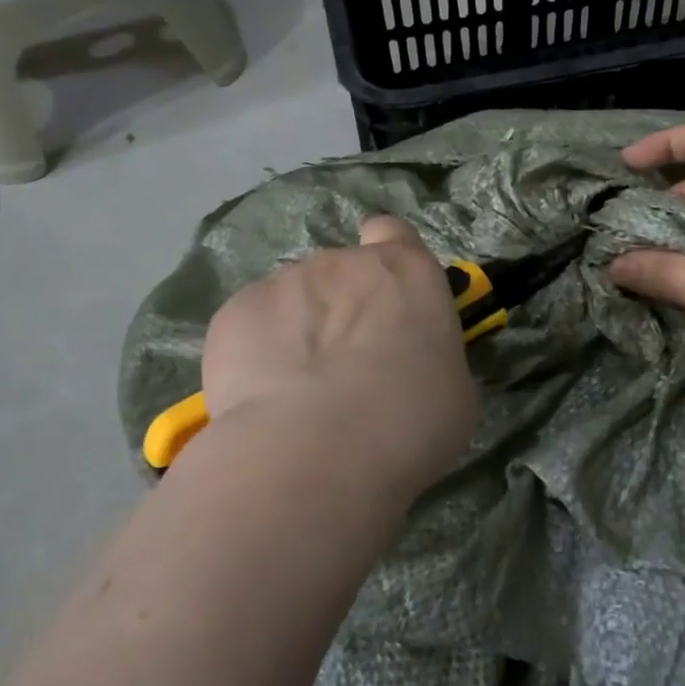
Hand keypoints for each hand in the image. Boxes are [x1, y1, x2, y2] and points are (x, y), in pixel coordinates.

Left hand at [201, 217, 477, 500]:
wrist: (317, 452)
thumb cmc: (409, 422)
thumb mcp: (451, 389)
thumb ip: (426, 354)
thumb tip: (401, 363)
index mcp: (405, 272)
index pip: (394, 233)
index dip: (388, 259)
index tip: (386, 298)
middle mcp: (342, 262)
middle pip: (340, 274)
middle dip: (341, 310)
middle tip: (344, 370)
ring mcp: (283, 282)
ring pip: (292, 301)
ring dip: (297, 332)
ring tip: (297, 395)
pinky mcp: (233, 313)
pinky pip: (251, 326)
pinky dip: (255, 353)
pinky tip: (263, 400)